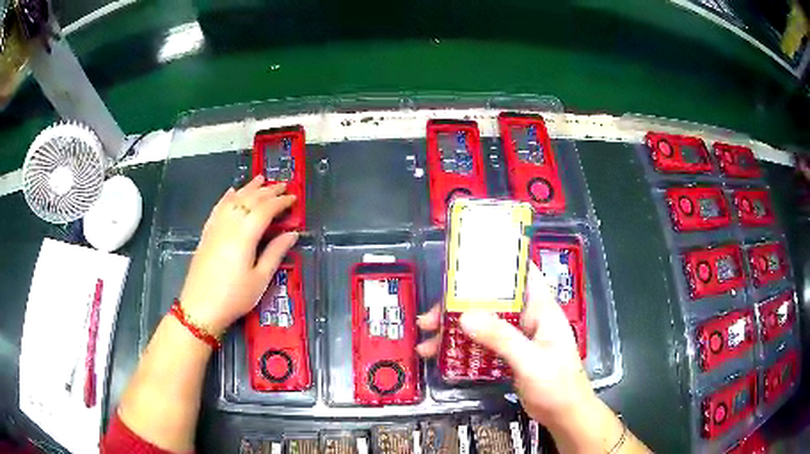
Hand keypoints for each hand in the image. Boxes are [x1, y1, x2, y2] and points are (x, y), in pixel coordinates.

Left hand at [178, 175, 298, 333]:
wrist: (200, 307)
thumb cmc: (234, 297)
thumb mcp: (260, 279)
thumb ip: (275, 252)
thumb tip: (292, 233)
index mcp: (245, 235)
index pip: (265, 209)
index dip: (281, 202)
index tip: (294, 198)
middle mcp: (229, 224)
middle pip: (250, 200)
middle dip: (268, 191)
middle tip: (283, 185)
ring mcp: (215, 227)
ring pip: (233, 200)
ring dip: (248, 188)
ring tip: (261, 179)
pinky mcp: (206, 233)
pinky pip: (218, 208)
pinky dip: (227, 197)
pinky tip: (231, 192)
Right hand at [416, 262, 596, 426]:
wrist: (564, 415)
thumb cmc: (557, 385)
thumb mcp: (530, 361)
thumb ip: (501, 338)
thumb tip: (464, 316)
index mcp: (541, 309)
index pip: (521, 274)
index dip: (496, 264)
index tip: (463, 266)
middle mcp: (529, 318)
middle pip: (492, 301)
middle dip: (460, 306)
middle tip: (430, 318)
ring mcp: (519, 337)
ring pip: (484, 323)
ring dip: (457, 329)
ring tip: (427, 342)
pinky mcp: (511, 354)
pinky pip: (484, 343)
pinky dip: (464, 347)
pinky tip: (443, 356)